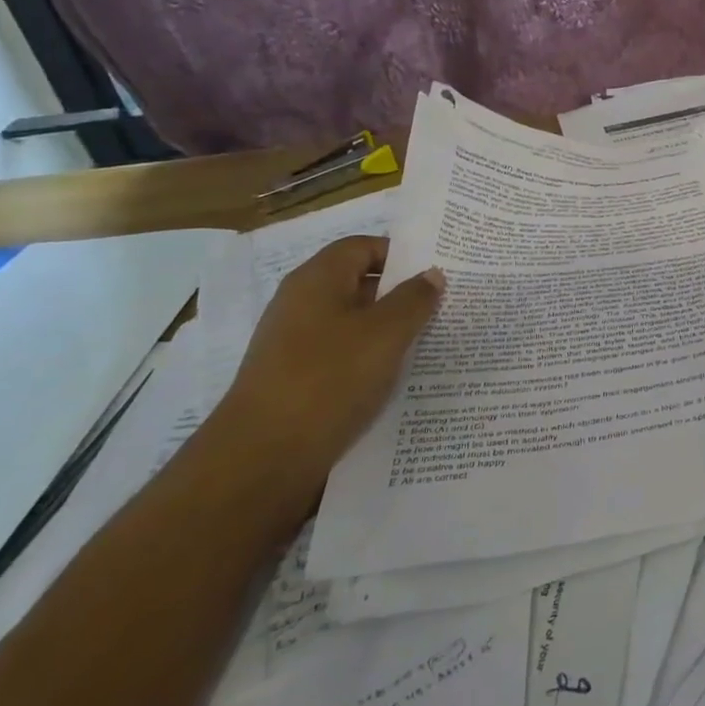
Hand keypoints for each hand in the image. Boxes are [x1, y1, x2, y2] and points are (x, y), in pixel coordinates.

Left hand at [211, 236, 443, 511]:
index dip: (400, 255)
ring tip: (427, 344)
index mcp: (317, 279)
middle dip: (399, 294)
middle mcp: (300, 304)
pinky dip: (368, 361)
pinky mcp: (295, 380)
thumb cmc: (329, 379)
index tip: (435, 273)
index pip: (362, 247)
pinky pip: (341, 356)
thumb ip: (414, 299)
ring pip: (352, 324)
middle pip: (357, 284)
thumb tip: (431, 274)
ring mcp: (294, 343)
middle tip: (442, 307)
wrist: (262, 459)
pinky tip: (393, 380)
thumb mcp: (385, 334)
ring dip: (387, 331)